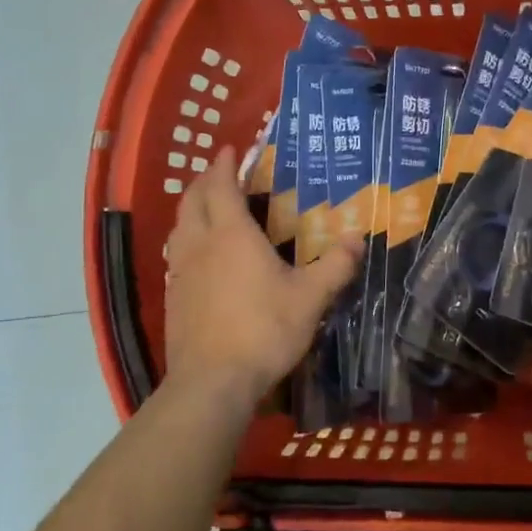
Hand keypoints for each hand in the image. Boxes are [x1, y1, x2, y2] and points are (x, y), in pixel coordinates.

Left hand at [162, 151, 360, 412]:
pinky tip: (201, 257)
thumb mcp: (310, 298)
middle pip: (192, 201)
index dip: (224, 165)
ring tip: (207, 208)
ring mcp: (181, 272)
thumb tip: (357, 238)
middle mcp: (200, 245)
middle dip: (204, 181)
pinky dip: (187, 240)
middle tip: (218, 173)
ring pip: (179, 227)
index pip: (221, 187)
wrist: (212, 381)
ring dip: (191, 209)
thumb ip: (335, 266)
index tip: (229, 149)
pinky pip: (177, 254)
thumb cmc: (263, 330)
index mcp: (231, 235)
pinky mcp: (173, 298)